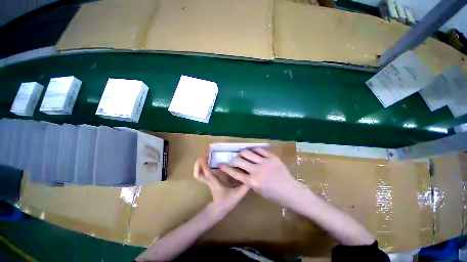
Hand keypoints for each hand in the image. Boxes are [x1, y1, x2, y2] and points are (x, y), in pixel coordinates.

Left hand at [193, 157, 249, 216]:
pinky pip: (200, 176)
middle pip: (199, 174)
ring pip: (198, 175)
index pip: (208, 174)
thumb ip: (244, 187)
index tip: (205, 156)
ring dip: (197, 167)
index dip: (205, 166)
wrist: (219, 211)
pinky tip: (204, 165)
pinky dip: (200, 170)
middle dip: (198, 165)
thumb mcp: (237, 194)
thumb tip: (250, 177)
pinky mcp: (208, 183)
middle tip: (202, 156)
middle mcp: (210, 182)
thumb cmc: (228, 202)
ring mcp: (208, 183)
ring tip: (201, 158)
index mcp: (216, 183)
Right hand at [219, 148, 300, 205]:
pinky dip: (254, 150)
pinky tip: (253, 152)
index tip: (221, 164)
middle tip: (236, 159)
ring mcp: (265, 162)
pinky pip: (259, 150)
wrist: (291, 191)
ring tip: (243, 154)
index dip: (226, 168)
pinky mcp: (272, 157)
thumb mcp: (258, 190)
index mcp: (252, 182)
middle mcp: (257, 170)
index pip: (235, 173)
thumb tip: (241, 170)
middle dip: (235, 159)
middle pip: (239, 160)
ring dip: (243, 153)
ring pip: (248, 152)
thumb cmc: (274, 195)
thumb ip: (248, 179)